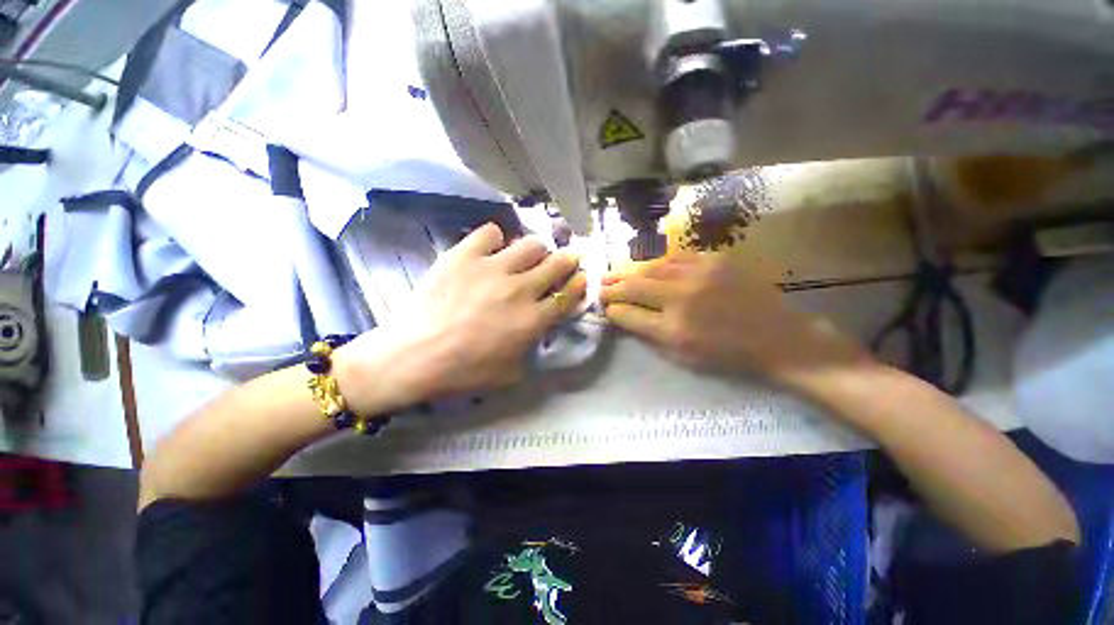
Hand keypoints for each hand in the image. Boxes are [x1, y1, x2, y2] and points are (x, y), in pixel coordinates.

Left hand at [339, 223, 585, 412]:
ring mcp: (492, 268)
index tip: (580, 277)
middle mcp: (520, 289)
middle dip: (567, 260)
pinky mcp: (464, 255)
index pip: (567, 295)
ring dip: (536, 250)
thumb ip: (530, 348)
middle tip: (565, 259)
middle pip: (557, 263)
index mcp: (532, 320)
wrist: (414, 356)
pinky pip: (490, 232)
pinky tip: (490, 249)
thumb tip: (535, 329)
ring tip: (528, 256)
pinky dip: (495, 239)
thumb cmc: (464, 372)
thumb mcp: (510, 373)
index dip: (578, 284)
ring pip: (530, 244)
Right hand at [601, 253, 869, 383]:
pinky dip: (659, 264)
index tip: (605, 307)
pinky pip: (676, 258)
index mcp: (673, 329)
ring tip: (619, 274)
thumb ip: (648, 334)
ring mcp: (699, 275)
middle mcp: (681, 298)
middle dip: (613, 286)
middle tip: (601, 285)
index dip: (612, 309)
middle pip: (635, 285)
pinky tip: (651, 268)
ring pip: (652, 267)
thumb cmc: (726, 355)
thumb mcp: (682, 356)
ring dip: (632, 272)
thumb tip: (623, 316)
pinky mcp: (714, 260)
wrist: (776, 337)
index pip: (628, 313)